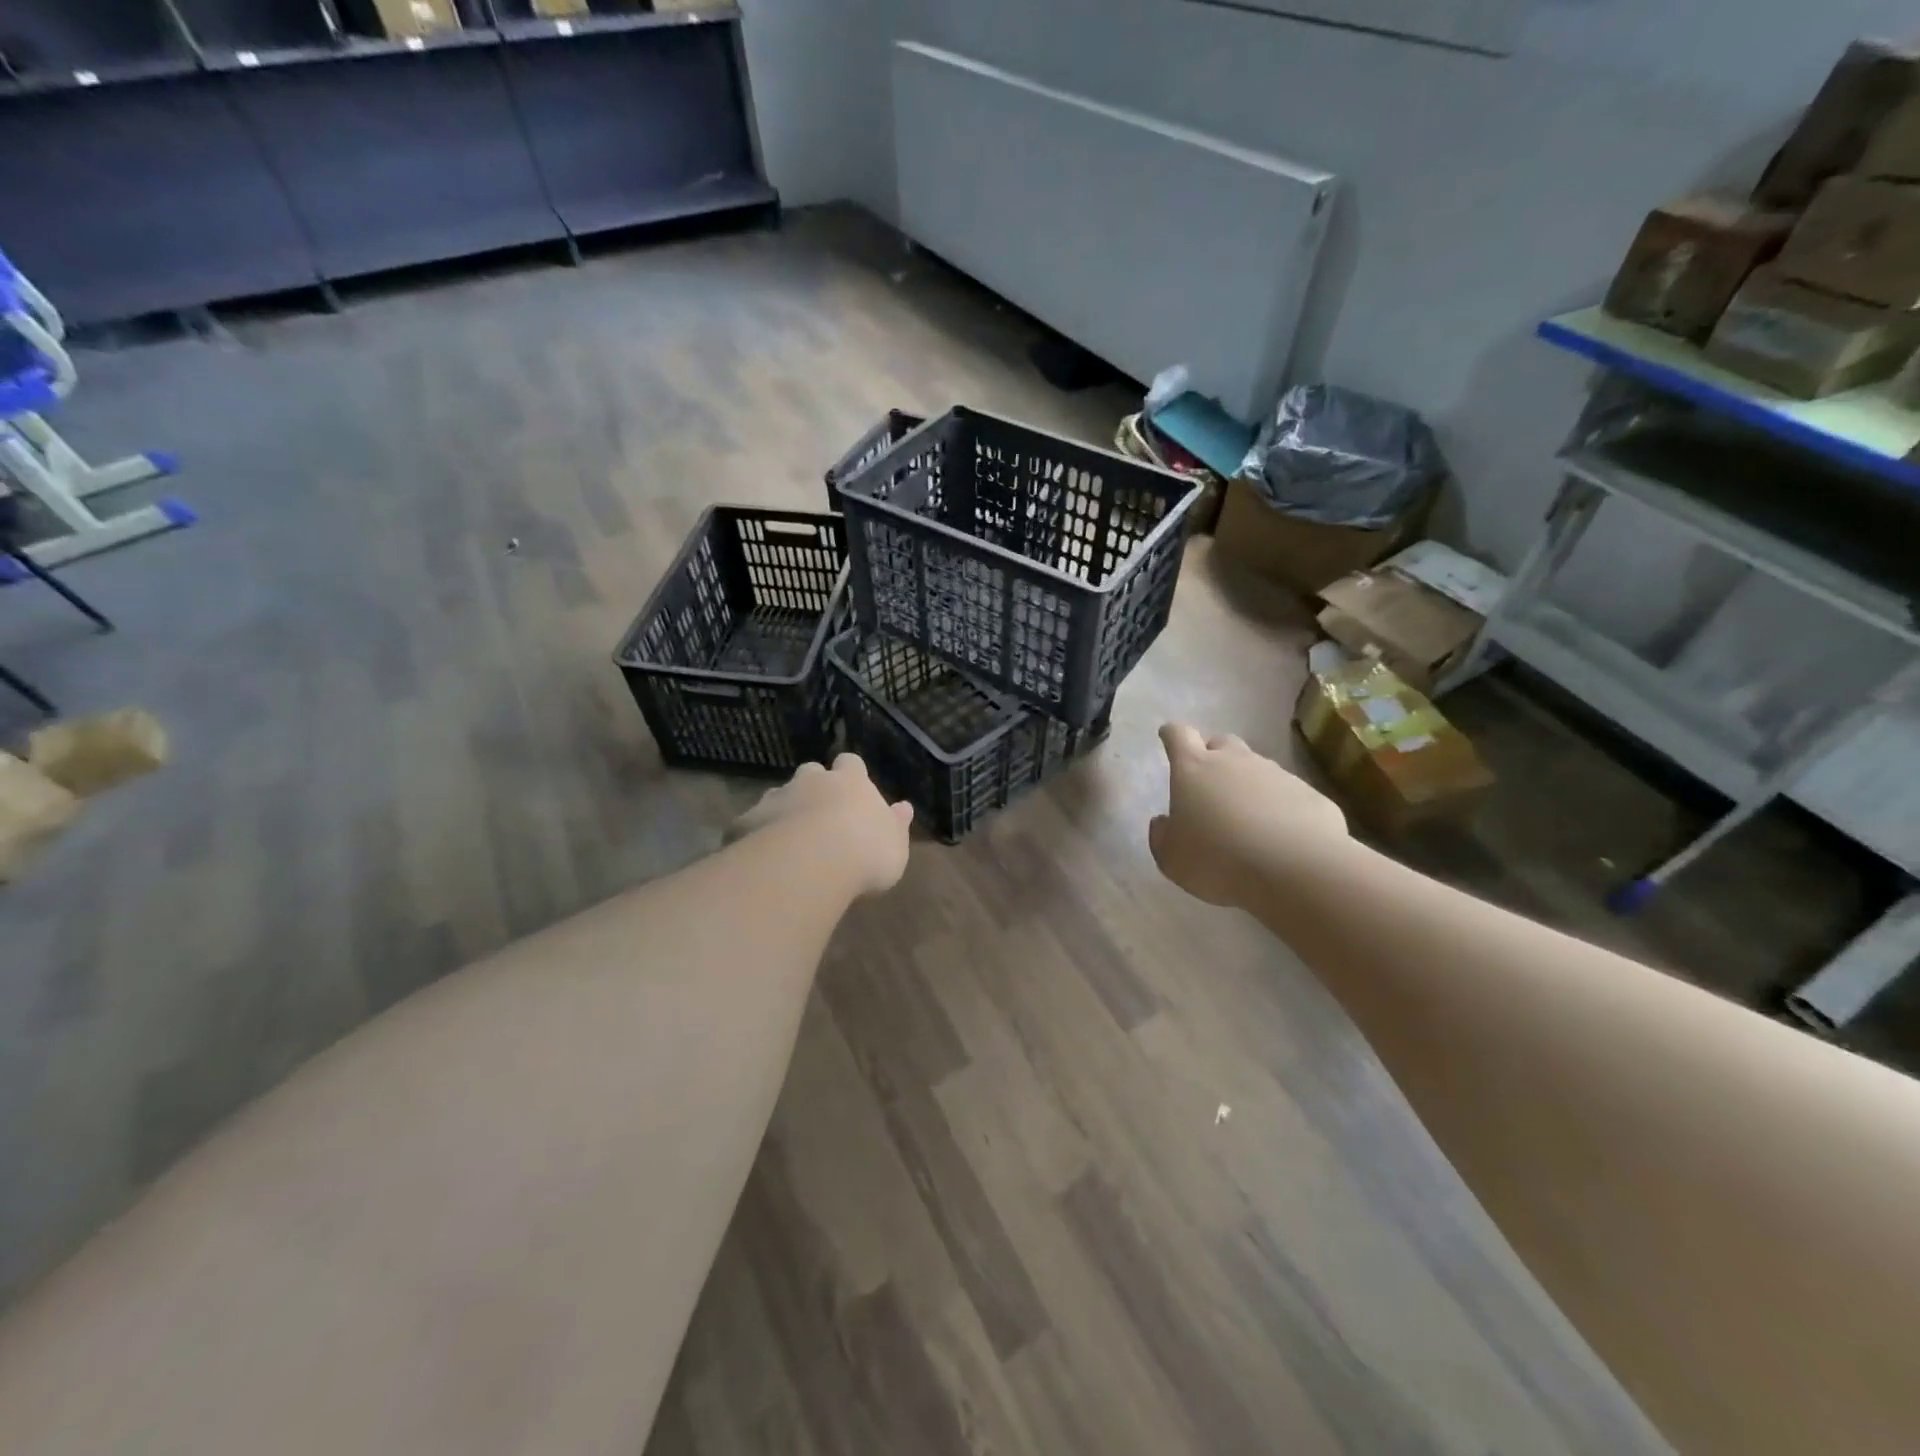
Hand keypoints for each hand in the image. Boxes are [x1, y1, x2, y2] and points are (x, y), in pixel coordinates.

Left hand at [731, 754, 914, 896]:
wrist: (810, 864)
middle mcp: (812, 782)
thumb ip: (896, 824)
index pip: (851, 763)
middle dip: (813, 786)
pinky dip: (756, 834)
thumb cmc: (865, 853)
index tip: (853, 787)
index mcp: (851, 783)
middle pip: (811, 772)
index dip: (851, 773)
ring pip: (778, 795)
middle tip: (819, 813)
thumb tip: (904, 807)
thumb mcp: (895, 845)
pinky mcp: (747, 821)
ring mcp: (776, 798)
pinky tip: (760, 857)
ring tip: (789, 839)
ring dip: (784, 810)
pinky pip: (751, 823)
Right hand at [1149, 723, 1345, 907]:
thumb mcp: (1172, 859)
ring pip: (1257, 768)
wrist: (1295, 870)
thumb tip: (1163, 823)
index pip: (1178, 735)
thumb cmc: (1217, 860)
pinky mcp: (1310, 794)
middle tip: (1210, 787)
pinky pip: (1288, 794)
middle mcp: (1235, 761)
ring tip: (1248, 821)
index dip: (1172, 736)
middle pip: (1221, 742)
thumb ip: (1162, 836)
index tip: (1168, 740)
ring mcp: (1277, 774)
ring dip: (1248, 785)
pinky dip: (1280, 808)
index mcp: (1194, 769)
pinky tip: (1280, 837)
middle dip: (1213, 756)